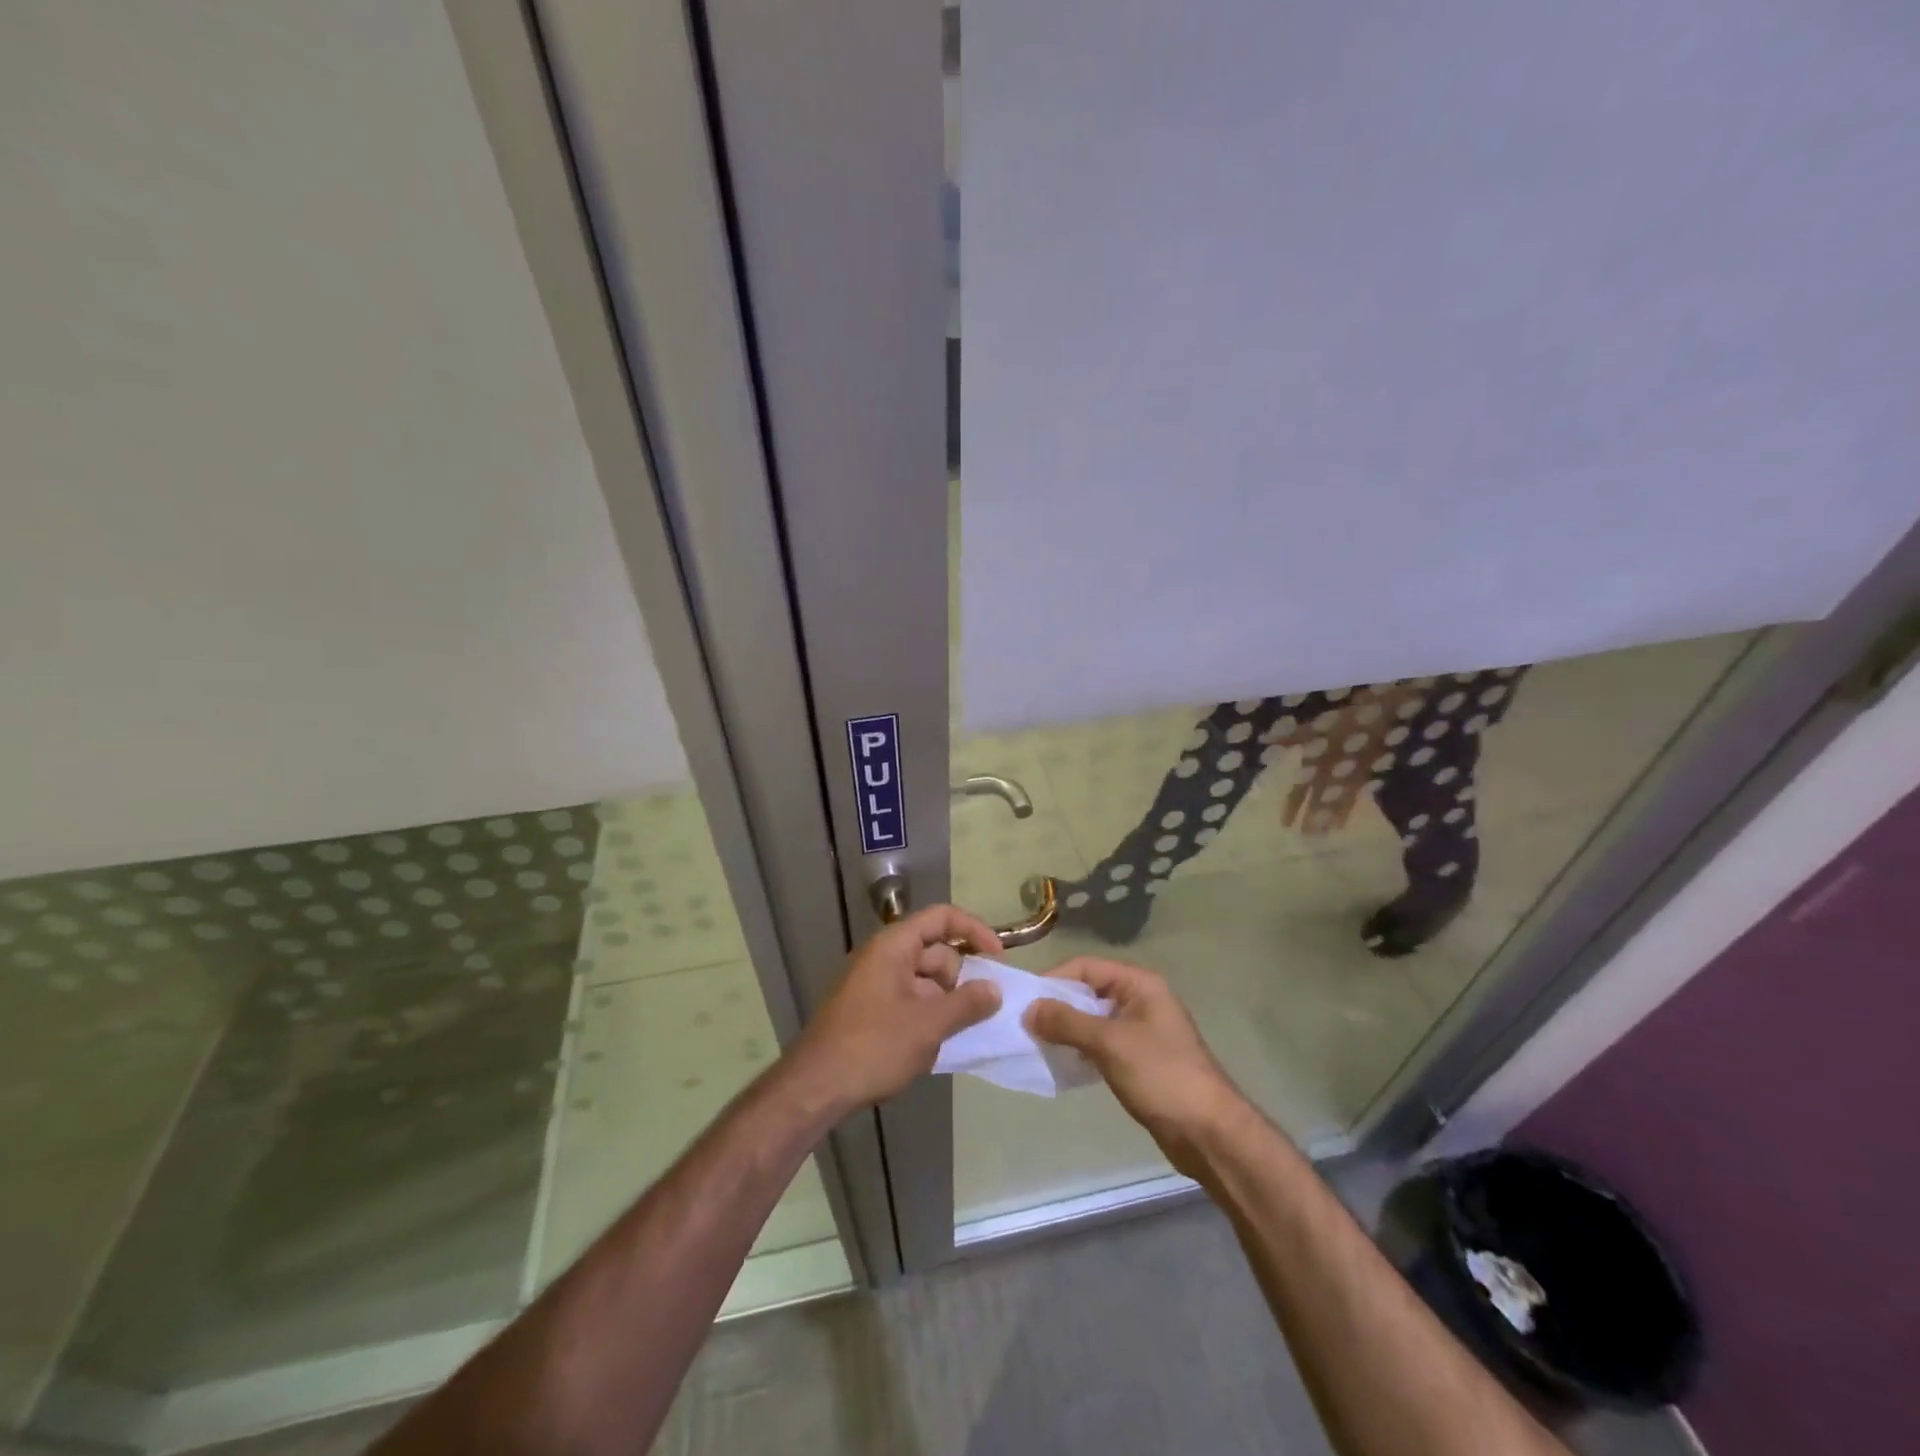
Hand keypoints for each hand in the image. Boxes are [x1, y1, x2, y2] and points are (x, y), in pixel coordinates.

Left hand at [788, 905, 1003, 1115]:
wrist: (815, 1087)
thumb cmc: (874, 1046)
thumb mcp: (929, 1025)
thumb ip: (967, 1003)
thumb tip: (994, 989)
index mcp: (894, 945)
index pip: (941, 918)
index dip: (974, 931)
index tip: (999, 958)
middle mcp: (883, 956)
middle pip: (935, 951)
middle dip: (960, 978)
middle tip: (977, 1012)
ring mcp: (873, 983)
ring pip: (924, 980)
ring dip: (944, 1001)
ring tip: (955, 1034)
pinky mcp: (868, 1009)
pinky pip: (909, 999)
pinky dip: (927, 1014)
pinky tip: (934, 1045)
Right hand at [1026, 957, 1242, 1174]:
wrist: (1208, 1132)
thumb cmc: (1161, 1075)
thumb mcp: (1109, 1043)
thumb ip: (1067, 1022)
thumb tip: (1029, 1009)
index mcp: (1139, 984)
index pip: (1085, 967)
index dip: (1053, 980)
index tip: (1023, 1001)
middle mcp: (1141, 1000)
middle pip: (1088, 992)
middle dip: (1057, 1007)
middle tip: (1024, 1025)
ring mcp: (1142, 1031)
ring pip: (1093, 1020)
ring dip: (1067, 1030)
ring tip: (1037, 1045)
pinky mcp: (1140, 1060)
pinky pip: (1102, 1044)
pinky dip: (1081, 1049)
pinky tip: (1062, 1063)